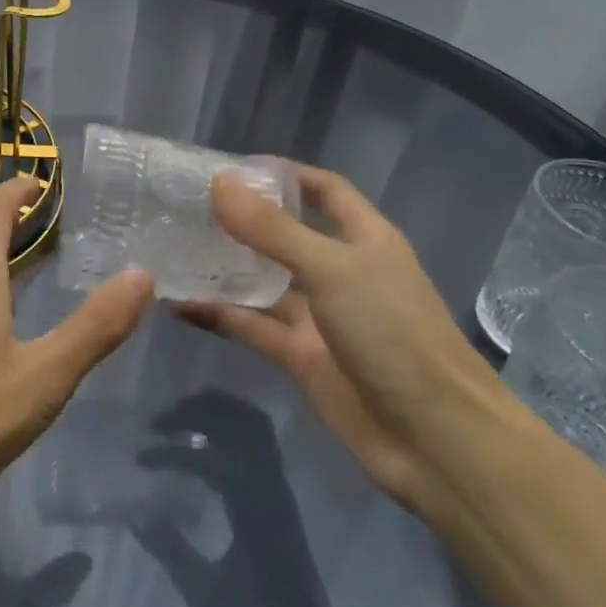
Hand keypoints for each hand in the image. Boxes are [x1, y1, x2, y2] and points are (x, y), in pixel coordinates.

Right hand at [177, 164, 521, 513]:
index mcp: (364, 239)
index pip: (325, 190)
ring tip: (171, 249)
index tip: (232, 167)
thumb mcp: (332, 269)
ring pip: (263, 282)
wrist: (434, 439)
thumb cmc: (393, 335)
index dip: (285, 175)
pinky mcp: (300, 356)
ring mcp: (319, 316)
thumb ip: (272, 230)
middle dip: (243, 220)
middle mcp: (340, 271)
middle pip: (286, 234)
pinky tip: (178, 305)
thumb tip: (220, 182)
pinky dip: (219, 315)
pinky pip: (252, 326)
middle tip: (186, 206)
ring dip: (224, 268)